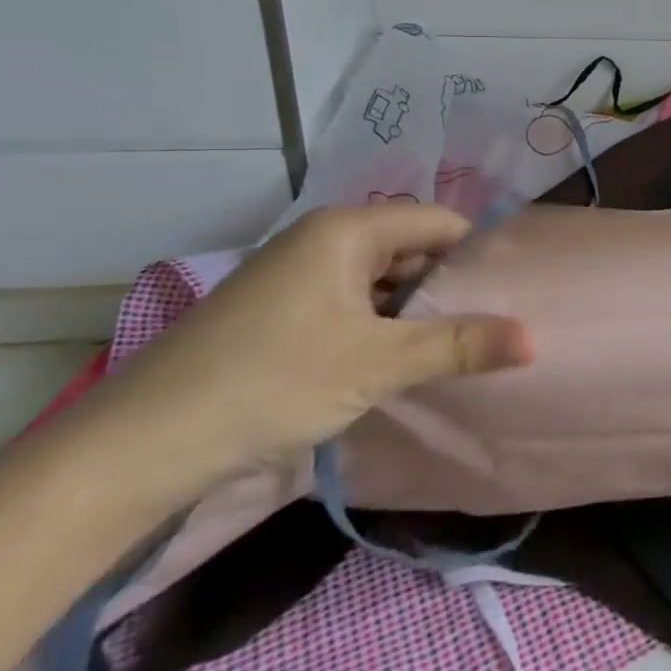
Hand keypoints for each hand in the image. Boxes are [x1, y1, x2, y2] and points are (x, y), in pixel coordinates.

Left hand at [89, 205, 532, 489]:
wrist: (135, 448)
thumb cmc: (269, 383)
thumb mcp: (376, 364)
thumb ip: (459, 345)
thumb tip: (535, 339)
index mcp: (347, 230)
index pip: (439, 222)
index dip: (478, 254)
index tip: (511, 293)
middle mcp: (322, 239)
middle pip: (411, 248)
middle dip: (447, 287)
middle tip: (487, 327)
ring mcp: (295, 274)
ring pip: (380, 279)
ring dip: (412, 312)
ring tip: (451, 348)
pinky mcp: (278, 309)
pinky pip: (350, 302)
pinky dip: (378, 326)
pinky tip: (393, 362)